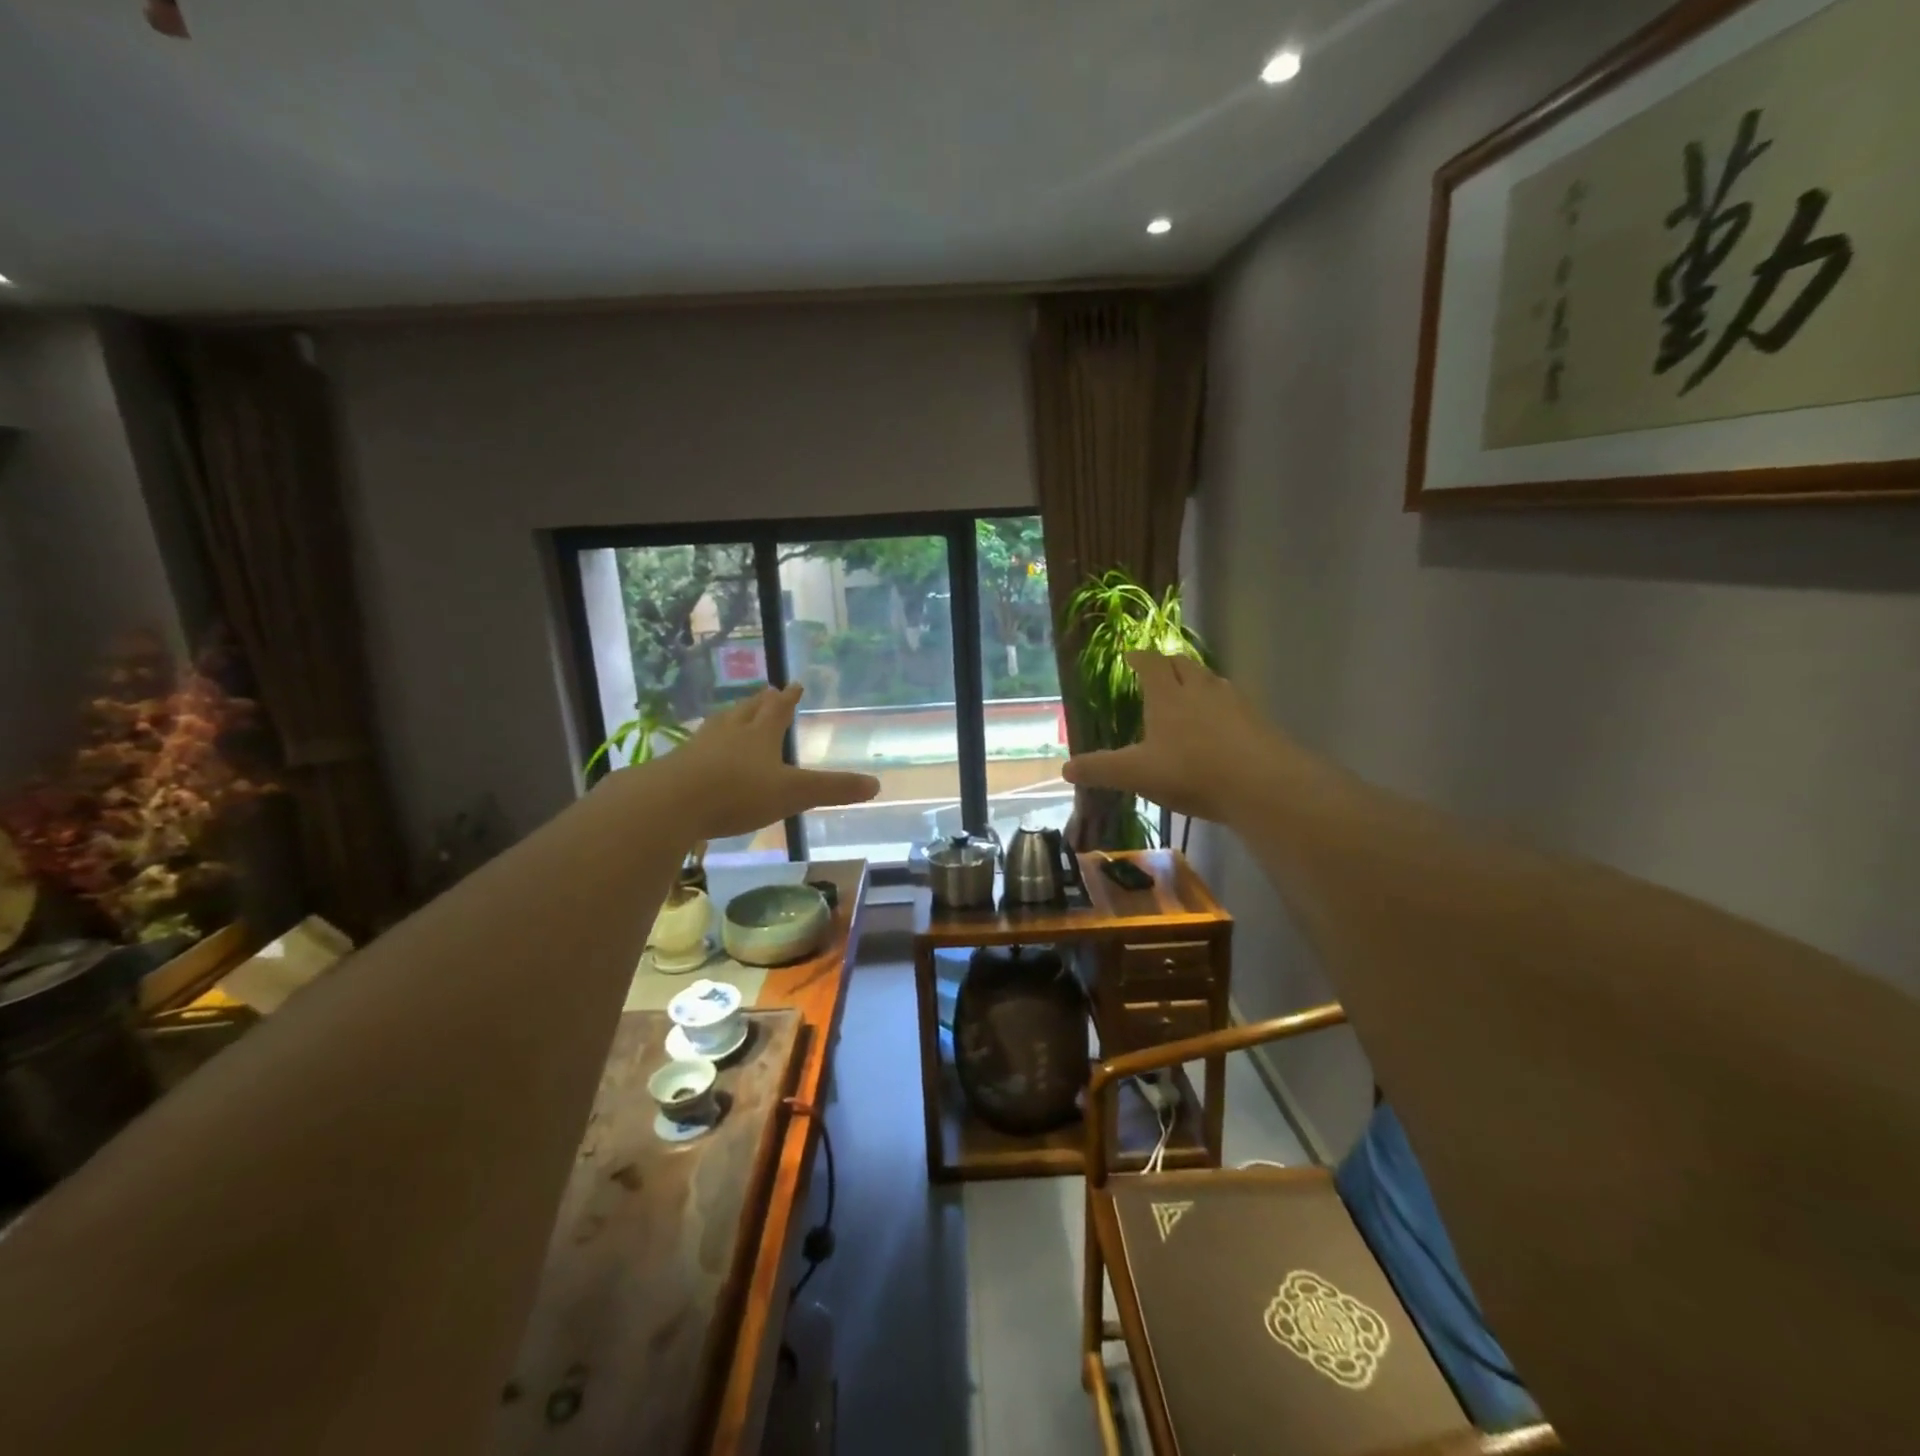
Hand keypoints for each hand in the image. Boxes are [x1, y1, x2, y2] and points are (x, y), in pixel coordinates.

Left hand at [632, 684, 879, 841]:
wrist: (670, 803)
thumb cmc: (738, 793)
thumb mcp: (793, 793)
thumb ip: (833, 789)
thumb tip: (876, 785)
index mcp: (760, 735)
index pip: (778, 710)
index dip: (789, 698)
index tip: (794, 684)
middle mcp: (729, 734)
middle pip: (746, 712)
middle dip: (758, 703)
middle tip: (766, 692)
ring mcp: (699, 748)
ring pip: (719, 726)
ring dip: (730, 719)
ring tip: (734, 715)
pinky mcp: (676, 767)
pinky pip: (696, 750)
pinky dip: (705, 747)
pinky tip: (701, 754)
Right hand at [1063, 653, 1283, 825]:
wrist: (1262, 785)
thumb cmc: (1191, 772)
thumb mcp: (1135, 774)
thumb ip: (1100, 769)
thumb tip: (1064, 769)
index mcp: (1167, 696)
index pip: (1151, 664)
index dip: (1139, 658)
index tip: (1131, 655)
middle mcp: (1200, 690)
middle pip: (1184, 665)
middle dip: (1169, 665)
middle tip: (1159, 671)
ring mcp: (1234, 703)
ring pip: (1212, 681)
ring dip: (1198, 682)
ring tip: (1189, 694)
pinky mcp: (1258, 721)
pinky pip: (1234, 704)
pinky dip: (1222, 706)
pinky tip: (1221, 726)